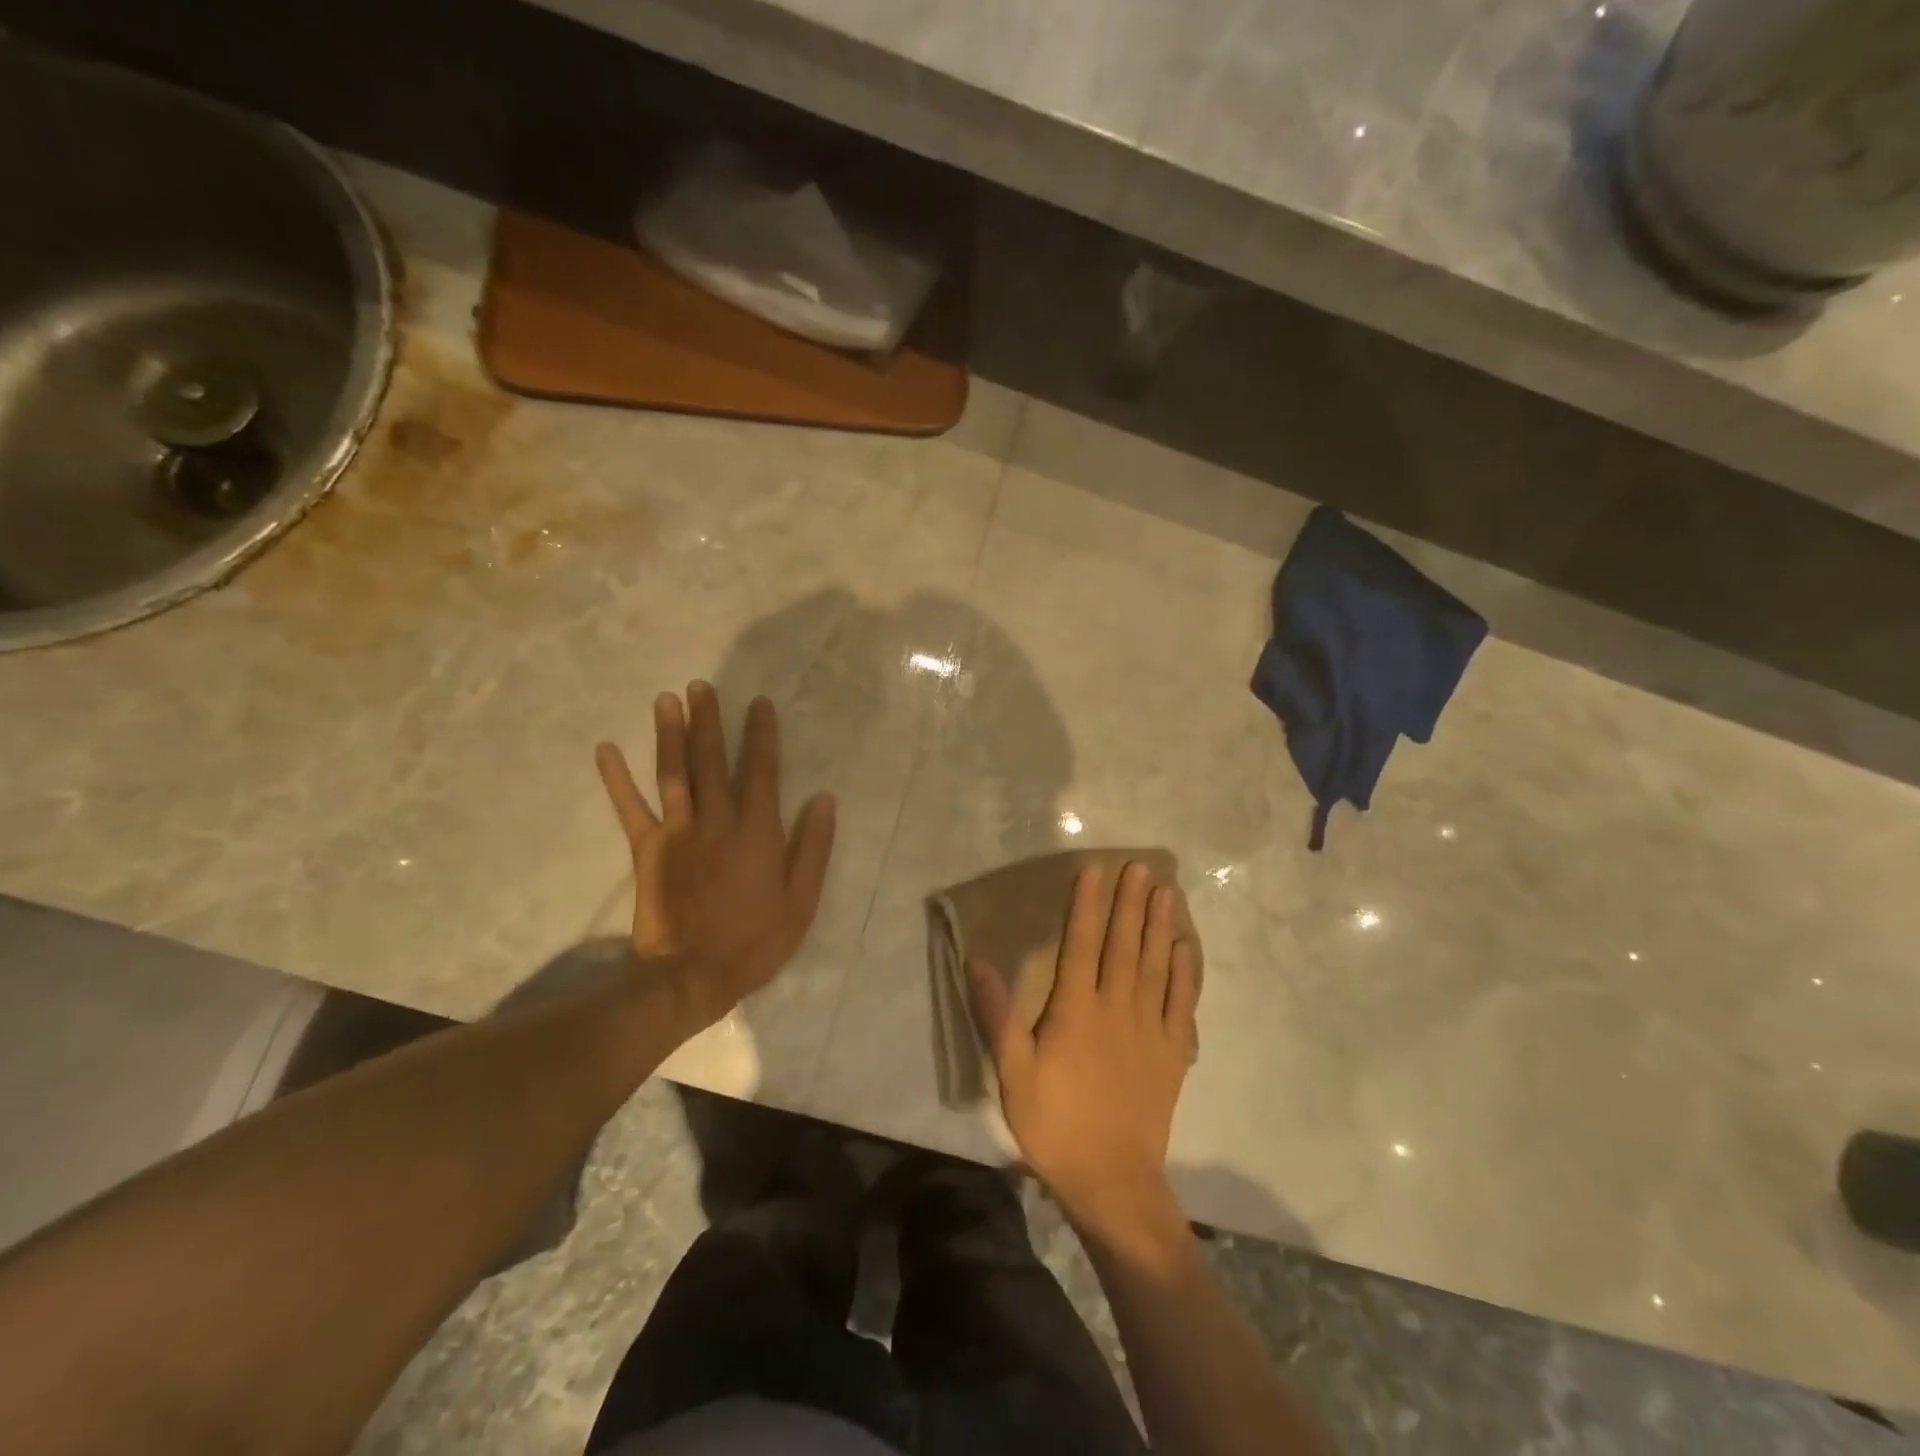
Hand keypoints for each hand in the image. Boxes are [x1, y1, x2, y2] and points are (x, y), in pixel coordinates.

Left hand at [596, 683, 835, 1030]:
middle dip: (709, 721)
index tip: (759, 703)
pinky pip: (630, 809)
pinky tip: (605, 749)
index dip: (761, 736)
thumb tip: (823, 799)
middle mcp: (716, 822)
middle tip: (701, 686)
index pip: (761, 772)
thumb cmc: (756, 941)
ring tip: (666, 699)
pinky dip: (616, 779)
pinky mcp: (647, 850)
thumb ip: (813, 847)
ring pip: (673, 774)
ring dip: (669, 734)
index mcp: (757, 833)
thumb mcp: (801, 901)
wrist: (692, 977)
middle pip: (711, 762)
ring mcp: (678, 833)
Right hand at [967, 862, 1200, 1238]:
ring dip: (1159, 926)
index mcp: (1075, 1010)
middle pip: (1124, 945)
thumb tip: (978, 961)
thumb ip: (997, 1015)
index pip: (1081, 943)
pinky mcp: (1172, 1052)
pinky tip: (1184, 948)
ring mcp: (1149, 1029)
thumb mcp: (1012, 1072)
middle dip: (1130, 902)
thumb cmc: (1054, 1124)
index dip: (1087, 905)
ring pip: (1156, 965)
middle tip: (1140, 866)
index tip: (1094, 870)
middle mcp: (1116, 1008)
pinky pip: (1181, 1003)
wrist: (1112, 1181)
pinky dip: (1184, 973)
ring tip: (1165, 892)